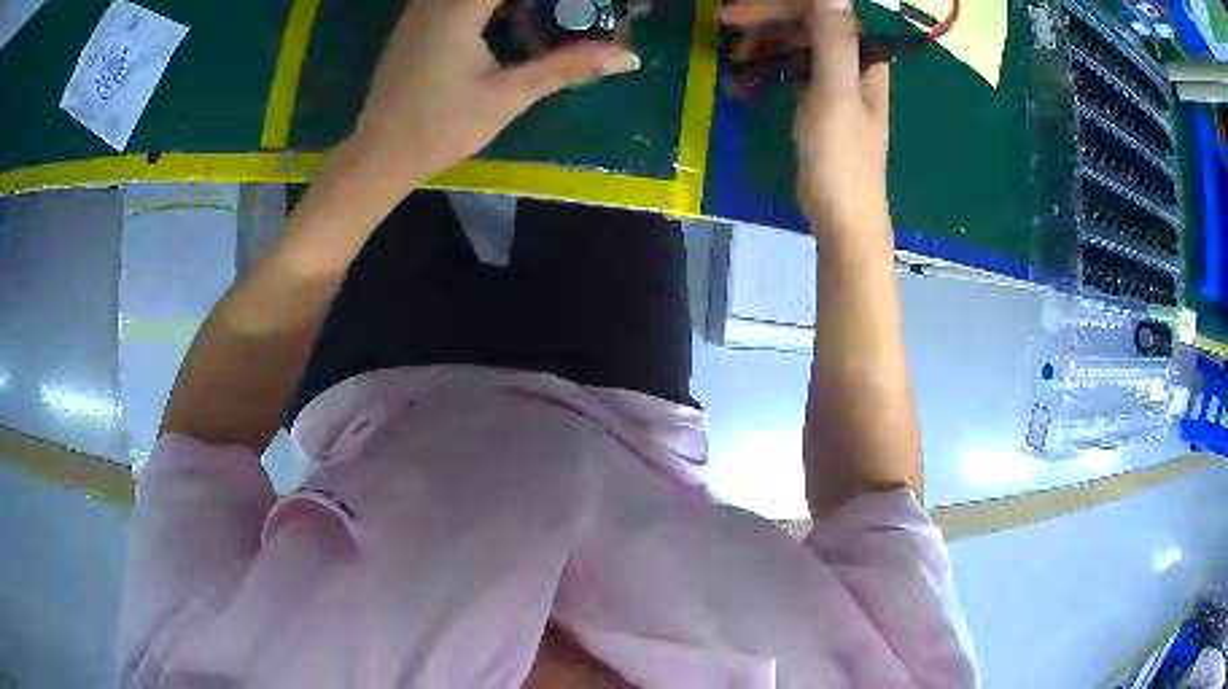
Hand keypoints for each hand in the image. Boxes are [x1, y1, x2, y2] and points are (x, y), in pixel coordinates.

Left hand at [349, 0, 641, 187]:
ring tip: (540, 16)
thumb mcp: (508, 96)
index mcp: (459, 8)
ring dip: (510, 3)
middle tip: (567, 12)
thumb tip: (628, 57)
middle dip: (533, 2)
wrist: (378, 155)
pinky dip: (487, 4)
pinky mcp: (414, 22)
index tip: (577, 6)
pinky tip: (507, 18)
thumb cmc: (440, 128)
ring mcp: (420, 8)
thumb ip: (566, 66)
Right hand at [722, 0, 890, 242]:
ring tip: (733, 55)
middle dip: (767, 20)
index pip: (825, 12)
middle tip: (725, 26)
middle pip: (809, 23)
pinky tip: (744, 78)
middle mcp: (852, 64)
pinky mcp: (820, 102)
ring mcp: (836, 83)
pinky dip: (768, 69)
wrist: (843, 219)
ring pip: (797, 45)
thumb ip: (833, 40)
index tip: (739, 14)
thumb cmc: (841, 160)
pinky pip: (792, 69)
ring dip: (764, 44)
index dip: (783, 5)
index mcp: (863, 59)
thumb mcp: (834, 95)